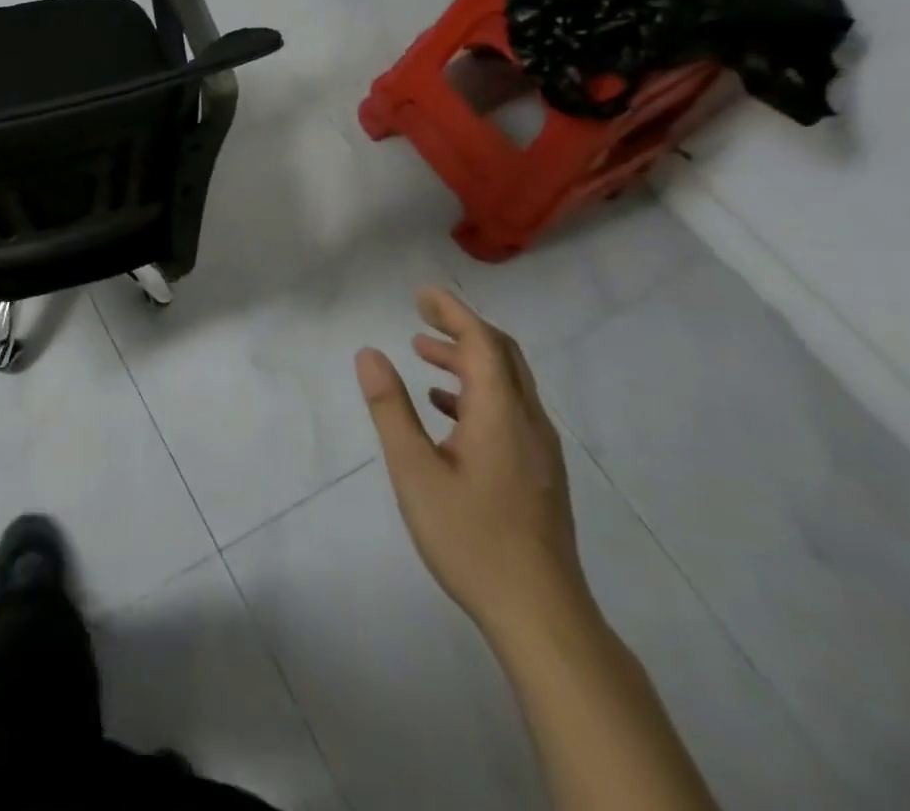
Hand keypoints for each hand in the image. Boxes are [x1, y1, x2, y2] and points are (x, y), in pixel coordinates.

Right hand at [355, 287, 585, 636]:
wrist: (541, 615)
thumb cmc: (471, 537)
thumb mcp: (414, 470)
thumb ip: (391, 408)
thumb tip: (369, 354)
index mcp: (501, 414)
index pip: (482, 342)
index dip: (452, 312)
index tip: (421, 293)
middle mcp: (528, 422)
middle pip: (503, 355)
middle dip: (462, 328)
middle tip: (420, 315)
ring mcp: (539, 450)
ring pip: (508, 383)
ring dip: (468, 359)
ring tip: (423, 353)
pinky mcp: (539, 473)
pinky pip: (510, 410)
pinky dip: (477, 391)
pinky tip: (446, 409)